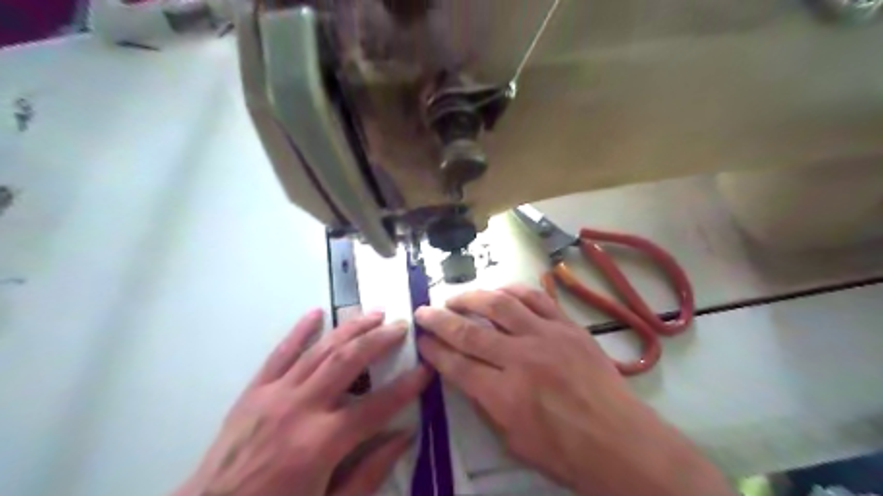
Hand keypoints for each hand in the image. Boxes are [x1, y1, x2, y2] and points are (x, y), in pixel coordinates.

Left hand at [173, 310, 431, 495]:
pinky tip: (316, 312)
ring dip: (350, 328)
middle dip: (379, 340)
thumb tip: (404, 436)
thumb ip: (370, 473)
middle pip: (348, 361)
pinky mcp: (254, 392)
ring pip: (320, 350)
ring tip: (374, 313)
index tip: (426, 369)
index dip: (407, 386)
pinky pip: (280, 353)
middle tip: (402, 326)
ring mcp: (274, 395)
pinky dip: (300, 331)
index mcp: (321, 443)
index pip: (377, 406)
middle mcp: (300, 409)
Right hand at [419, 286, 735, 495]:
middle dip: (440, 319)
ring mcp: (546, 336)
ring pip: (499, 305)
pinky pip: (535, 298)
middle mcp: (521, 358)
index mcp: (504, 395)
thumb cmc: (566, 453)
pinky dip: (512, 290)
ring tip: (455, 296)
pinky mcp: (567, 326)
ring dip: (471, 297)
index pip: (457, 364)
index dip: (434, 349)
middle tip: (424, 311)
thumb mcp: (514, 441)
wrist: (621, 442)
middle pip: (470, 330)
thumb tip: (467, 375)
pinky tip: (498, 290)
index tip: (421, 339)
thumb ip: (486, 404)